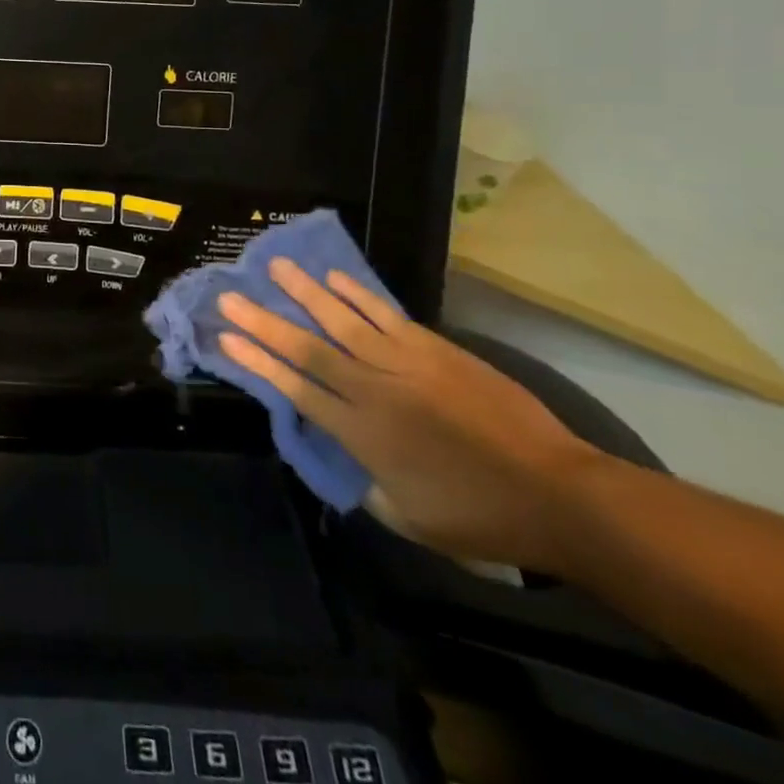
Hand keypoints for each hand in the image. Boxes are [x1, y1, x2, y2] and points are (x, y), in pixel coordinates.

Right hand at [218, 261, 605, 570]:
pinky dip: (357, 294)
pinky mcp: (435, 350)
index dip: (257, 361)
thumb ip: (366, 483)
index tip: (225, 337)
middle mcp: (374, 391)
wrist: (558, 495)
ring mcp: (405, 365)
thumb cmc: (480, 516)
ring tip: (274, 265)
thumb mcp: (409, 518)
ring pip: (343, 320)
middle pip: (308, 349)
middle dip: (264, 321)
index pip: (296, 389)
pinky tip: (332, 277)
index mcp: (363, 436)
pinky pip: (386, 315)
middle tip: (229, 295)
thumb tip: (342, 456)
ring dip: (304, 292)